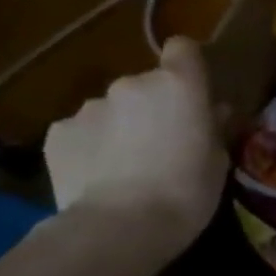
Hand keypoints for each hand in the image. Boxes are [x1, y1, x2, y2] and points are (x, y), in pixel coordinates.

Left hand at [43, 37, 228, 275]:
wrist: (120, 227)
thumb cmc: (187, 192)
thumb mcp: (217, 161)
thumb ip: (211, 128)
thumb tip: (211, 111)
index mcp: (178, 86)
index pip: (183, 49)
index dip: (187, 65)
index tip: (193, 90)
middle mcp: (131, 85)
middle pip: (146, 84)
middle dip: (153, 107)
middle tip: (163, 144)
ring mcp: (89, 107)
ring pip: (112, 109)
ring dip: (121, 127)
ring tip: (126, 166)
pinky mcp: (58, 133)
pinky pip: (82, 132)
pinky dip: (91, 146)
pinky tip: (99, 176)